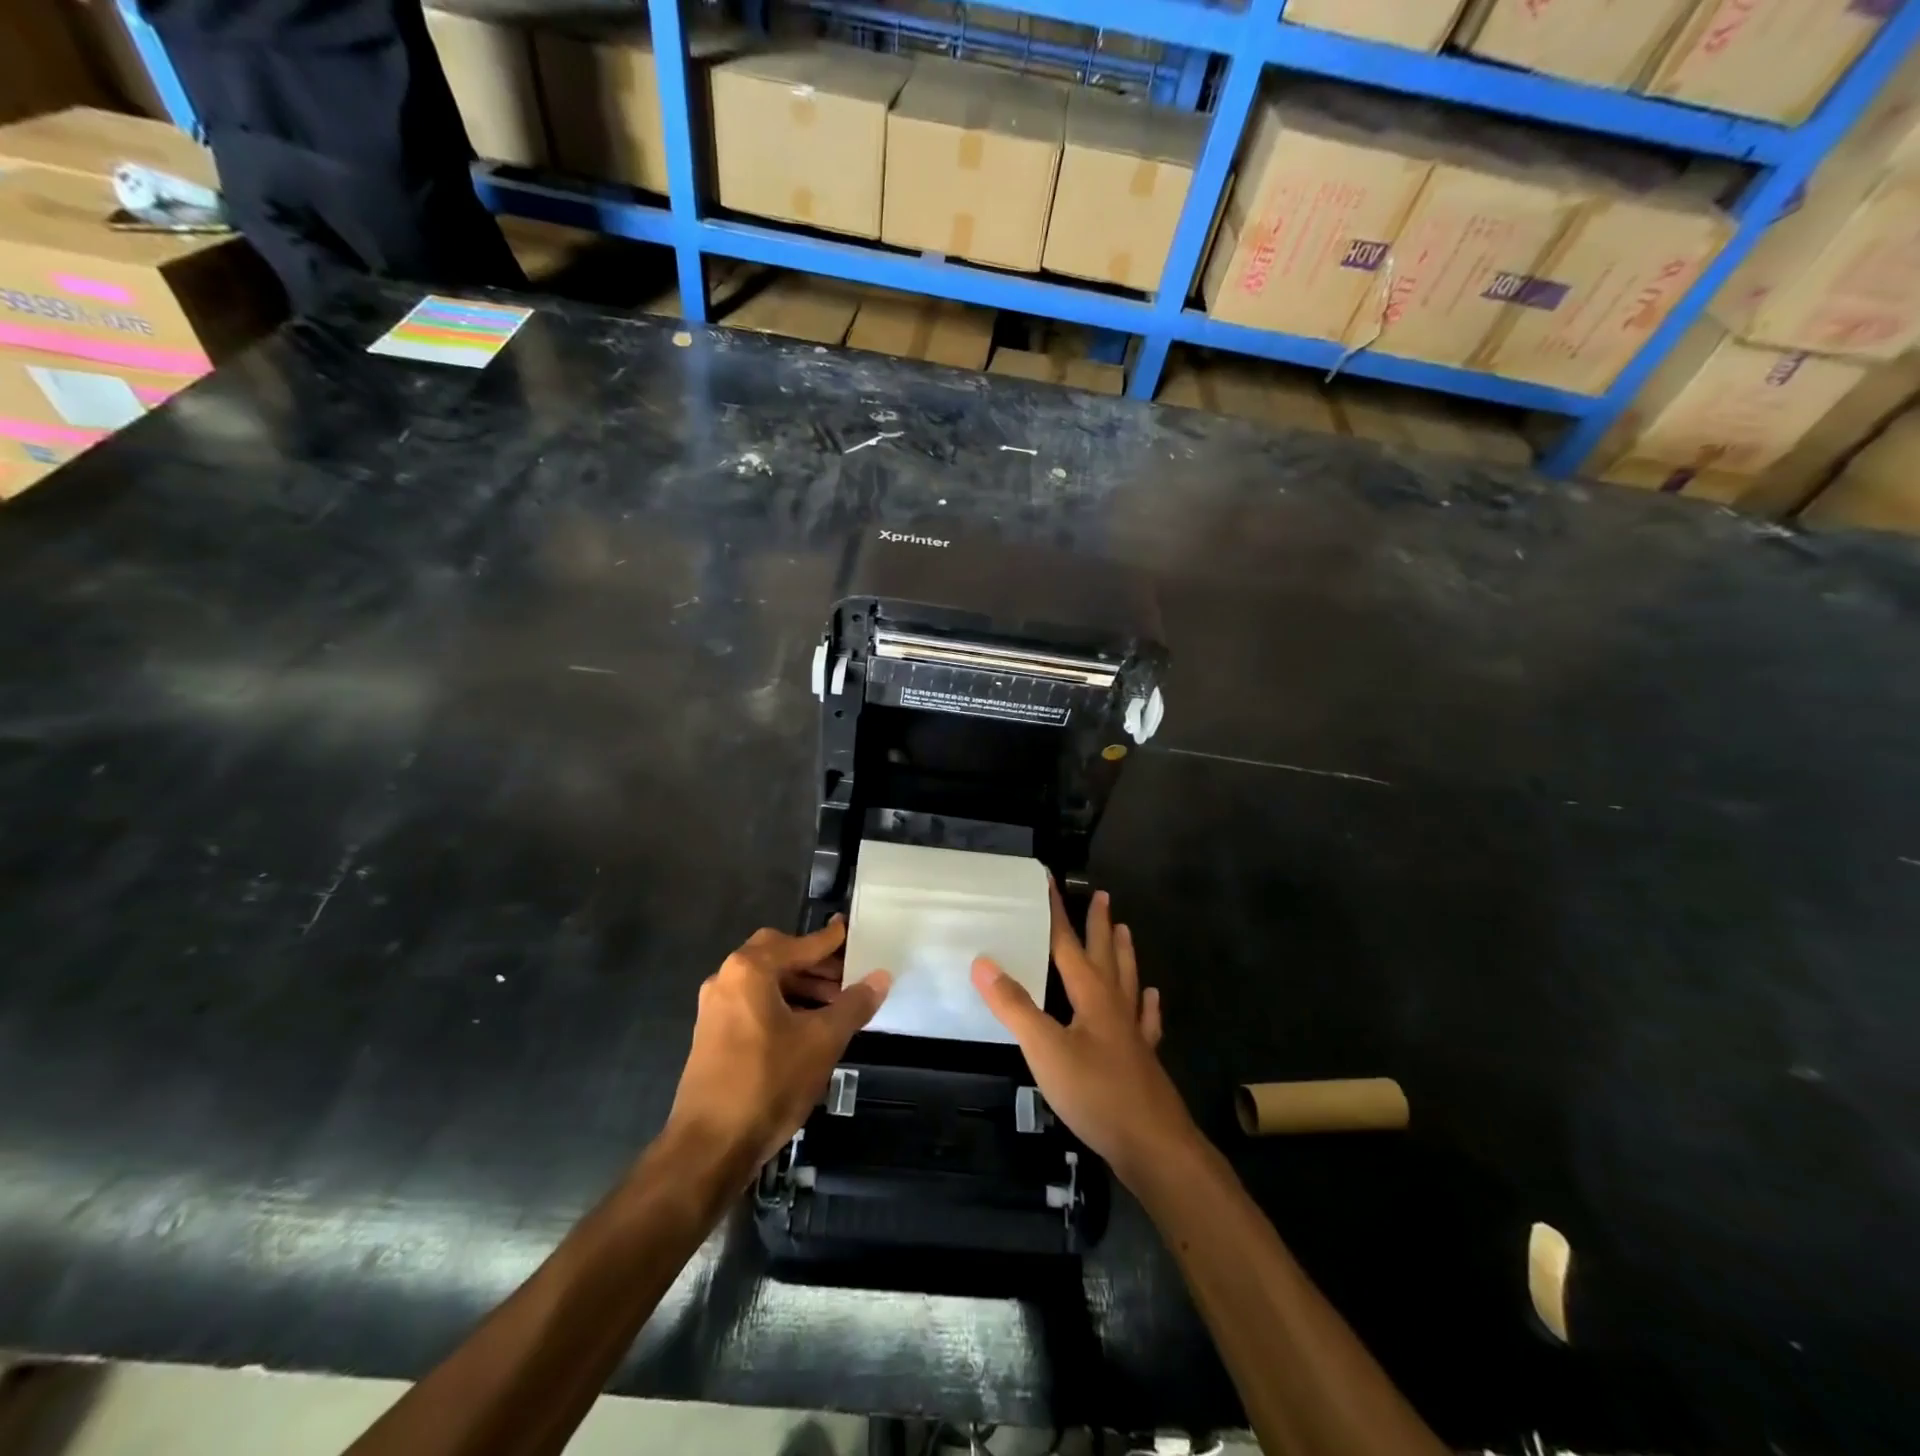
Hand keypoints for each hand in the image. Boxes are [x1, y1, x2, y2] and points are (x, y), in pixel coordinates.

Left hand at [668, 919, 891, 1171]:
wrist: (709, 1147)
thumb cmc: (769, 1082)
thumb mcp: (822, 1041)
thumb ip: (853, 1004)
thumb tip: (881, 977)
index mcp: (750, 970)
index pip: (801, 944)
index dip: (830, 940)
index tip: (851, 932)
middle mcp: (726, 979)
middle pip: (778, 956)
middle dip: (814, 964)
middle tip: (847, 976)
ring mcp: (714, 1008)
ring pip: (765, 982)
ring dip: (800, 986)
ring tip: (834, 1006)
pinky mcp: (711, 1035)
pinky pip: (753, 1004)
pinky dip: (782, 1005)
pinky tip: (806, 1028)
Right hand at [971, 886, 1197, 1189]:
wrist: (1153, 1145)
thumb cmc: (1096, 1093)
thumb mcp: (1045, 1050)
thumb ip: (1014, 1006)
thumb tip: (983, 962)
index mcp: (1091, 996)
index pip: (1068, 944)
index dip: (1057, 913)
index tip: (1051, 882)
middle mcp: (1114, 1006)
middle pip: (1105, 955)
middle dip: (1099, 925)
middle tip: (1102, 896)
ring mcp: (1132, 1033)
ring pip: (1128, 981)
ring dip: (1123, 954)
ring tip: (1125, 931)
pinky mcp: (1142, 1060)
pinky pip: (1145, 1021)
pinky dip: (1146, 1004)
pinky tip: (1151, 998)